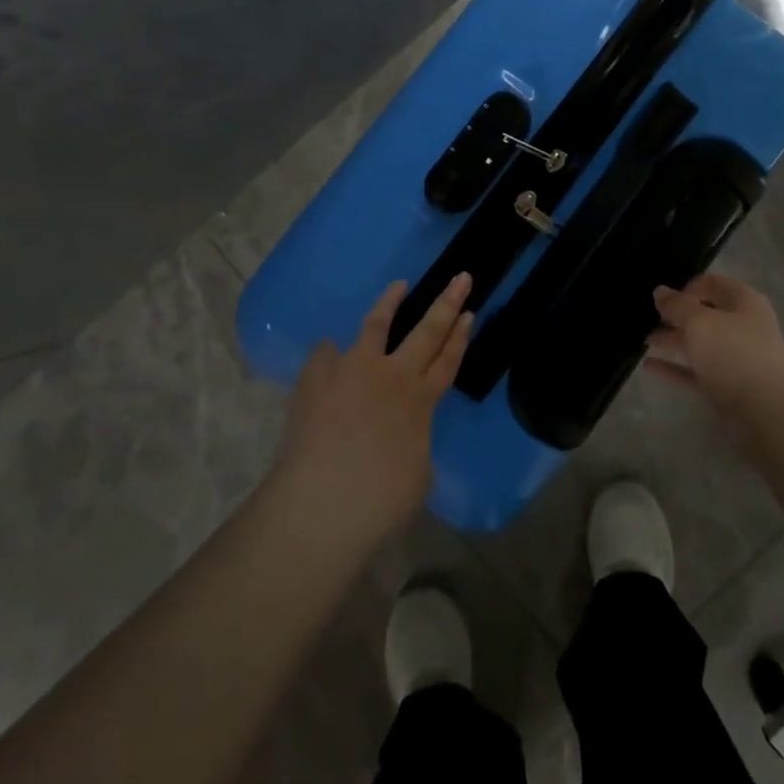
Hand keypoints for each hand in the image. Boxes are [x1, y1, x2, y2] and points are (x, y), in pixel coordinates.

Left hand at [274, 274, 472, 541]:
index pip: (447, 361)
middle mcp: (390, 377)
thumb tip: (400, 432)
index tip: (469, 312)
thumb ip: (413, 440)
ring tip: (398, 285)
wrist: (321, 506)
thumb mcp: (417, 474)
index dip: (460, 337)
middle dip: (446, 303)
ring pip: (375, 325)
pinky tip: (330, 351)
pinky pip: (325, 355)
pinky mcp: (315, 381)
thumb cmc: (380, 501)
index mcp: (420, 402)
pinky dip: (331, 352)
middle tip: (460, 278)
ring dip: (390, 302)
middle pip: (426, 332)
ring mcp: (350, 372)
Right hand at [646, 272, 783, 412]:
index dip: (687, 287)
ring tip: (645, 340)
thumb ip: (677, 305)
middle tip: (649, 319)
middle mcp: (743, 327)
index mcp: (743, 302)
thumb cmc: (733, 352)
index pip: (713, 284)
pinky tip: (649, 365)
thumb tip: (660, 291)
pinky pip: (697, 371)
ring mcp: (737, 359)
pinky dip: (675, 368)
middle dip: (678, 316)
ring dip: (674, 341)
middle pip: (706, 315)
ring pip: (701, 345)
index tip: (663, 298)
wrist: (767, 408)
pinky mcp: (728, 386)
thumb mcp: (699, 321)